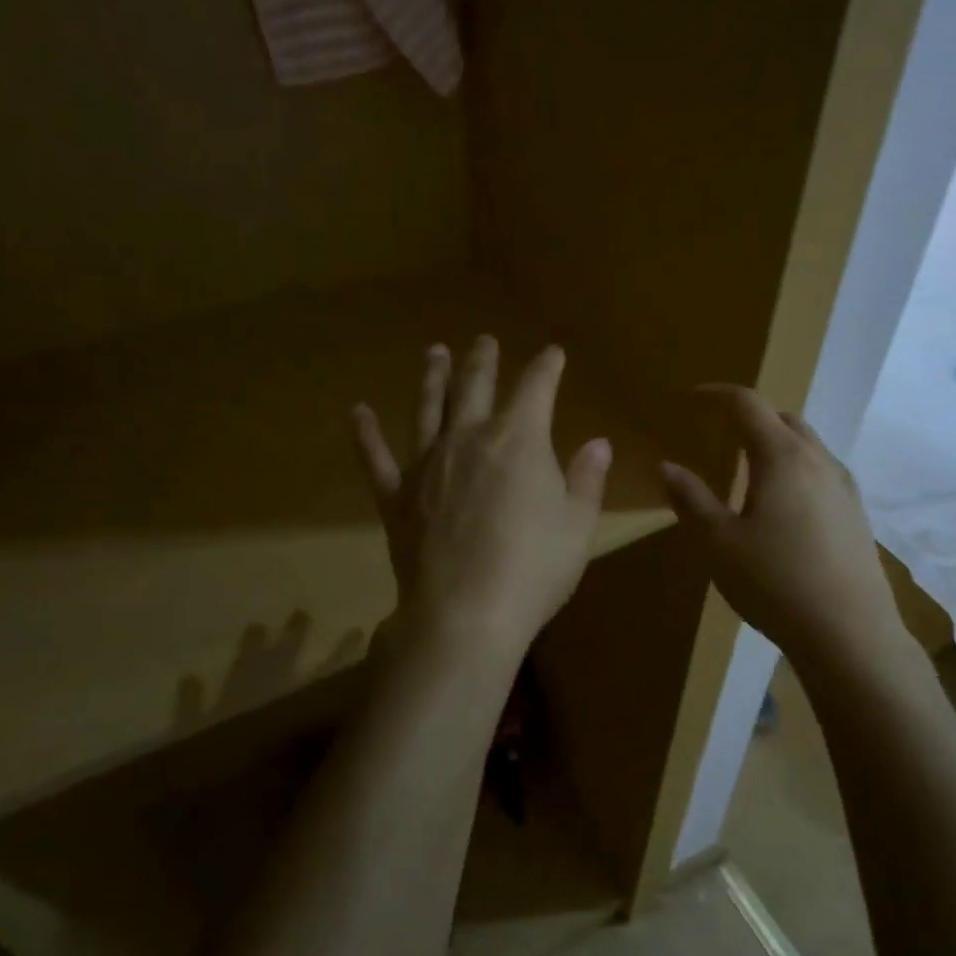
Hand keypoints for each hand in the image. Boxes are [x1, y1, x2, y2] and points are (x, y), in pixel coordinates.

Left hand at [353, 338, 610, 660]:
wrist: (466, 614)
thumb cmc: (534, 568)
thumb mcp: (578, 525)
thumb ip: (586, 479)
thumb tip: (598, 443)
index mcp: (519, 439)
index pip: (536, 387)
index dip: (547, 366)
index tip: (553, 354)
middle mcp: (469, 438)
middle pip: (476, 386)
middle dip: (483, 361)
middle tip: (484, 341)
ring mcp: (427, 464)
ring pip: (428, 408)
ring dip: (432, 378)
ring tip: (434, 352)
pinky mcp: (396, 496)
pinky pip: (376, 458)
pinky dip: (366, 434)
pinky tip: (358, 412)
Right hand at [659, 386, 905, 668]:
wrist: (850, 634)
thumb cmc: (775, 583)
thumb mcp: (718, 544)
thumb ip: (691, 499)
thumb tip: (666, 466)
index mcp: (782, 457)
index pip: (747, 404)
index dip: (716, 394)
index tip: (691, 398)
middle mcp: (819, 460)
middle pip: (782, 419)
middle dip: (749, 417)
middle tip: (719, 433)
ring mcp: (844, 487)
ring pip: (807, 445)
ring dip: (776, 443)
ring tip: (749, 469)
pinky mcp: (857, 513)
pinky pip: (822, 472)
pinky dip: (796, 469)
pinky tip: (784, 505)